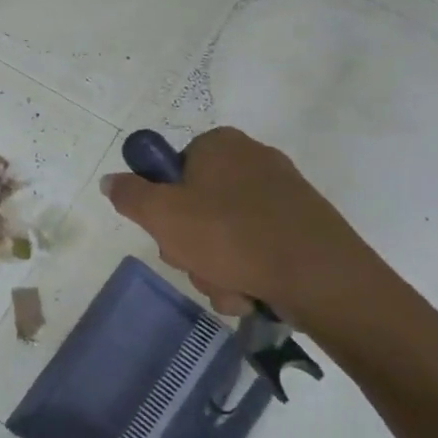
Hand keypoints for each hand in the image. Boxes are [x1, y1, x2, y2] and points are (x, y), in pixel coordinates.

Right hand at [99, 126, 392, 328]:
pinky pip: (258, 247)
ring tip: (228, 287)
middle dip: (189, 243)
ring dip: (215, 265)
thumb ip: (129, 194)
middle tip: (194, 263)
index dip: (162, 202)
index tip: (167, 229)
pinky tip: (251, 292)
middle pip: (196, 203)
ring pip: (225, 232)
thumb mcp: (161, 214)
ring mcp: (284, 194)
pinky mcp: (306, 226)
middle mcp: (253, 159)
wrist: (325, 281)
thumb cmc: (232, 237)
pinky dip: (248, 271)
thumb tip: (111, 181)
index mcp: (220, 144)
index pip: (171, 168)